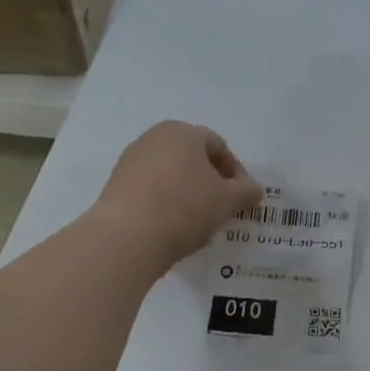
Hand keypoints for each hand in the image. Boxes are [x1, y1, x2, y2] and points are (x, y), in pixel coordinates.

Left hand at [93, 121, 262, 272]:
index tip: (242, 198)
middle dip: (210, 180)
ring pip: (170, 173)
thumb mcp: (227, 201)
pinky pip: (150, 188)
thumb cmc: (184, 208)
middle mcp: (154, 138)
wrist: (126, 238)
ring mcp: (131, 160)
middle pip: (192, 157)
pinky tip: (171, 225)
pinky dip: (165, 201)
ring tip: (196, 220)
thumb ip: (246, 192)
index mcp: (183, 132)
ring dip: (187, 191)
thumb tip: (254, 189)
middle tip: (221, 207)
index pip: (219, 147)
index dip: (236, 172)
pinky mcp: (115, 184)